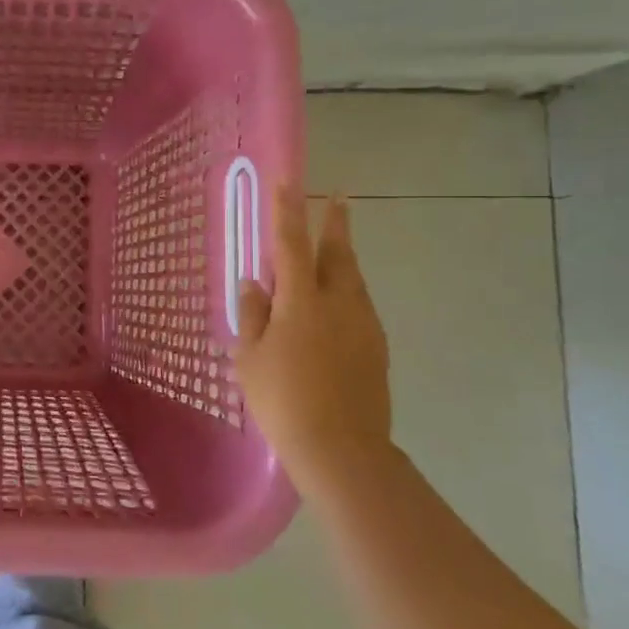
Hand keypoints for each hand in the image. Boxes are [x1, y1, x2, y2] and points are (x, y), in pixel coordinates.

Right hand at [234, 188, 393, 495]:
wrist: (341, 449)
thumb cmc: (282, 400)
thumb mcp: (251, 358)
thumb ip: (253, 315)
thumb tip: (254, 282)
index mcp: (302, 301)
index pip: (292, 244)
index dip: (288, 211)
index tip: (288, 180)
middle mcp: (339, 303)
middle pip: (338, 253)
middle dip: (335, 223)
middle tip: (337, 198)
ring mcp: (363, 325)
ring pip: (353, 279)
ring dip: (341, 258)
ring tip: (331, 248)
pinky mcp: (376, 347)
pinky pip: (359, 305)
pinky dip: (346, 291)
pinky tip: (334, 305)